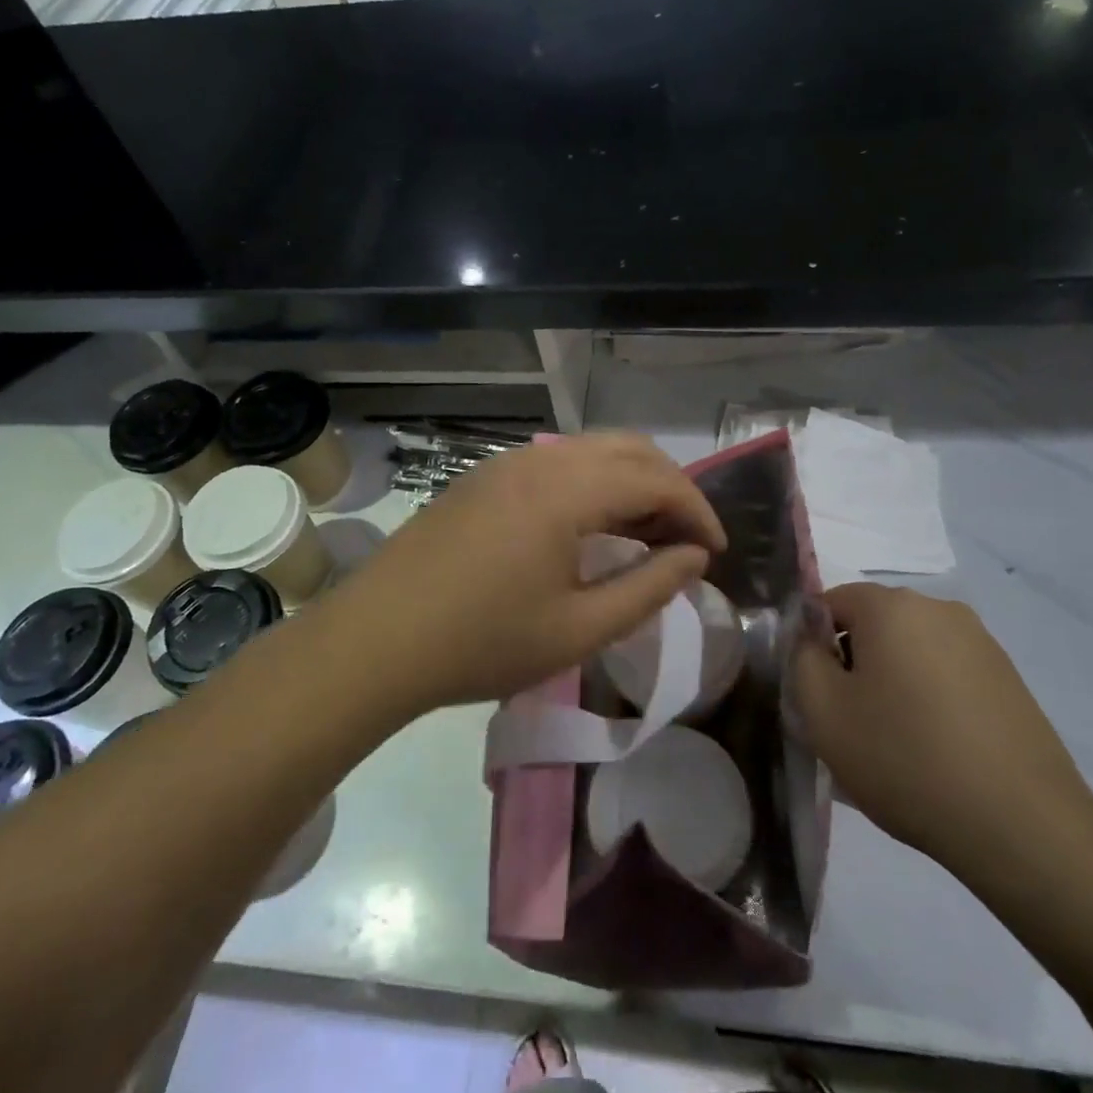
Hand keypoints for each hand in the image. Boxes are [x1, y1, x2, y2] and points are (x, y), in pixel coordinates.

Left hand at [322, 434, 725, 714]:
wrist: (377, 639)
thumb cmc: (482, 642)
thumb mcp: (579, 630)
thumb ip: (648, 588)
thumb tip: (694, 557)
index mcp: (568, 489)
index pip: (658, 480)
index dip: (698, 512)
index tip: (716, 552)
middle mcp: (542, 458)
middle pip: (630, 449)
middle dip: (671, 488)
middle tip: (687, 541)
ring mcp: (508, 462)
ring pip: (593, 450)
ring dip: (631, 483)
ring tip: (647, 536)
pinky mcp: (484, 476)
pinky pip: (559, 462)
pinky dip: (594, 483)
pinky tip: (592, 528)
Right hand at [794, 583, 1092, 872]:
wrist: (1022, 825)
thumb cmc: (904, 758)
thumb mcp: (823, 711)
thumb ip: (801, 659)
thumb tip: (811, 639)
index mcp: (891, 606)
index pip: (830, 603)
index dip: (813, 645)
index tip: (817, 694)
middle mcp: (939, 609)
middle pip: (873, 625)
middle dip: (854, 664)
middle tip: (850, 722)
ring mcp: (982, 643)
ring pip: (912, 651)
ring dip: (893, 683)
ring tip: (895, 743)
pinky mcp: (1009, 679)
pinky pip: (948, 675)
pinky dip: (931, 700)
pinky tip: (936, 751)